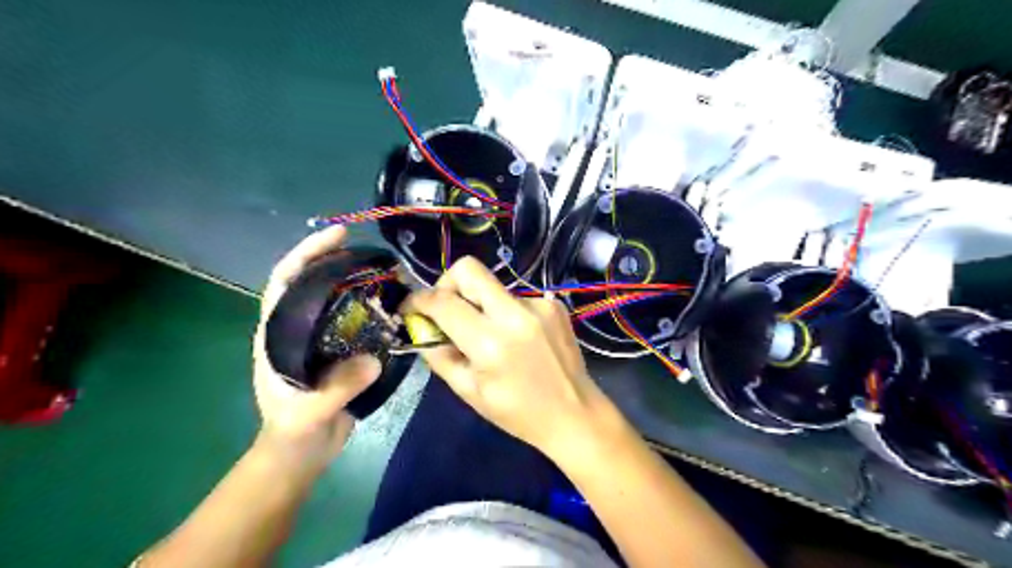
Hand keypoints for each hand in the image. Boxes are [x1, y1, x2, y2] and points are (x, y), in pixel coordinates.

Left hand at [250, 224, 380, 469]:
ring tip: (387, 272)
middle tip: (372, 251)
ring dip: (359, 282)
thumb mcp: (310, 412)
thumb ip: (337, 388)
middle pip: (314, 282)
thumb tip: (373, 359)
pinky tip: (393, 304)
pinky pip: (358, 320)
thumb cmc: (294, 430)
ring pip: (338, 299)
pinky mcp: (341, 349)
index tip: (337, 235)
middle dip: (339, 260)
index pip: (285, 281)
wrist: (303, 451)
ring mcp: (320, 338)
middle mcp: (297, 328)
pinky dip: (374, 308)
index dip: (307, 254)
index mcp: (277, 334)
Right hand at [406, 257, 612, 460]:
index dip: (419, 300)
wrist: (574, 413)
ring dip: (481, 304)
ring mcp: (539, 304)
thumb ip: (440, 355)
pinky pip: (517, 298)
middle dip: (448, 282)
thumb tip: (422, 329)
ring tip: (491, 336)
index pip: (443, 302)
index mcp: (490, 342)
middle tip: (447, 308)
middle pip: (469, 269)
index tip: (411, 307)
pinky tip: (519, 338)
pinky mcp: (554, 304)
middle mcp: (515, 314)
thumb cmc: (518, 413)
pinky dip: (507, 313)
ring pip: (494, 286)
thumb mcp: (469, 392)